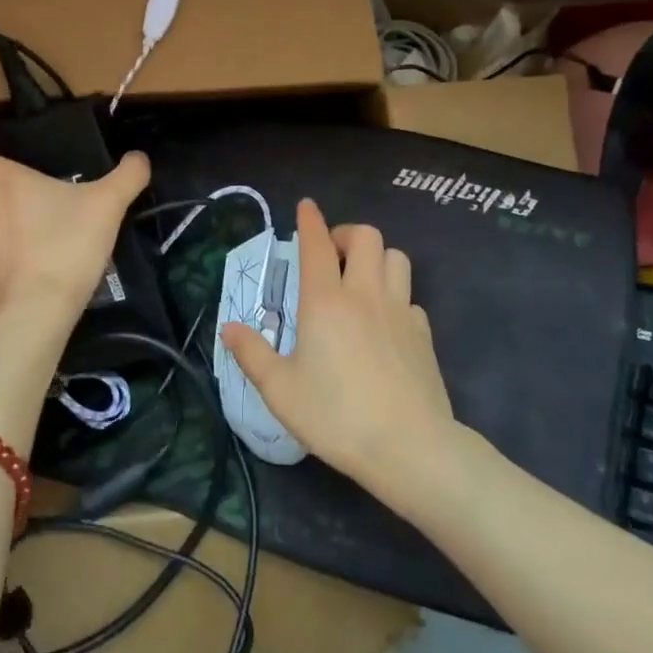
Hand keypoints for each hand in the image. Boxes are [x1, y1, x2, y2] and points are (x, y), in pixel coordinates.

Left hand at [0, 139, 150, 331]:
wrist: (36, 316)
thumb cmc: (66, 247)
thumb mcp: (108, 206)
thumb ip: (127, 176)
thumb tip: (139, 157)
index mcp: (4, 184)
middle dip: (5, 196)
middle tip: (41, 205)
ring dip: (7, 232)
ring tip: (41, 245)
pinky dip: (6, 266)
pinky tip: (33, 278)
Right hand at [221, 198, 454, 492]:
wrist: (409, 447)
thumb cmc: (337, 415)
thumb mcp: (281, 391)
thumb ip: (252, 355)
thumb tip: (228, 328)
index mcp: (325, 301)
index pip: (317, 244)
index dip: (310, 220)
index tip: (306, 206)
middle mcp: (364, 294)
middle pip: (365, 237)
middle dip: (346, 234)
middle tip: (331, 256)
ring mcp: (400, 311)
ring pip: (395, 258)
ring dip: (376, 258)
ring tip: (360, 280)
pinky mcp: (423, 333)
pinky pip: (410, 297)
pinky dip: (396, 297)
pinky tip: (385, 323)